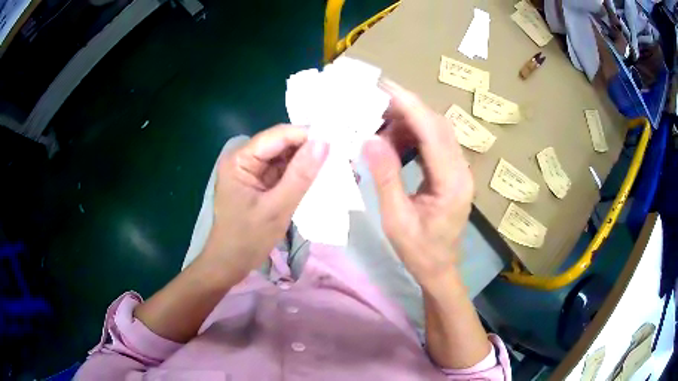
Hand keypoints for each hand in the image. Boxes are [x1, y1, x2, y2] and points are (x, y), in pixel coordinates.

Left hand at [199, 125, 328, 282]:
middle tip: (339, 153)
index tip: (336, 140)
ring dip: (307, 161)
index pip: (277, 136)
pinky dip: (300, 174)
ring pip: (284, 157)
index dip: (306, 135)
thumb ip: (300, 176)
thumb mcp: (277, 208)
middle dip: (309, 148)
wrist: (230, 264)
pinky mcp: (260, 183)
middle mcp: (244, 158)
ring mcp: (252, 171)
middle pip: (281, 144)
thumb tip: (324, 143)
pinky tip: (319, 176)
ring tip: (334, 164)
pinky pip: (283, 171)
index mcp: (240, 159)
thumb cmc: (247, 239)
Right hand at [364, 80, 473, 288]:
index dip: (409, 105)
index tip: (384, 87)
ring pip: (436, 131)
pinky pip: (433, 143)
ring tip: (378, 122)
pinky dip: (413, 135)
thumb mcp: (396, 219)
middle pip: (437, 125)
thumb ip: (386, 178)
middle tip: (374, 99)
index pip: (432, 132)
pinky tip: (393, 139)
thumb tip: (370, 139)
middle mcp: (461, 170)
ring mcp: (459, 170)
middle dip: (407, 107)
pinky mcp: (452, 173)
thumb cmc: (418, 252)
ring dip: (408, 121)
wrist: (439, 269)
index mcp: (452, 182)